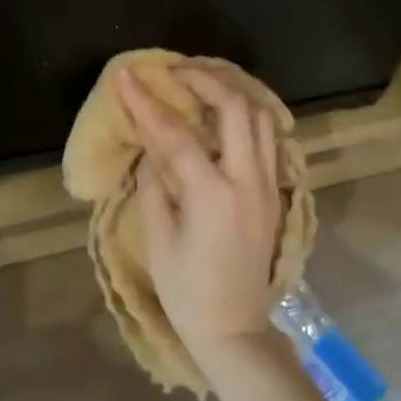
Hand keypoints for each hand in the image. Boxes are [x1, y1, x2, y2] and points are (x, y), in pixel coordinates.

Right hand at [117, 66, 282, 370]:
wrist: (236, 329)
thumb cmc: (187, 291)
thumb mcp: (158, 239)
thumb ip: (154, 184)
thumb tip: (150, 147)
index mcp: (213, 194)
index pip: (175, 134)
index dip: (146, 102)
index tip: (126, 76)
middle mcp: (247, 180)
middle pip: (236, 107)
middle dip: (206, 78)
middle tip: (176, 70)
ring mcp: (268, 184)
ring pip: (262, 116)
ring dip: (232, 91)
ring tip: (202, 82)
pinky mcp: (275, 192)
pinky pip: (268, 137)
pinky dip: (247, 114)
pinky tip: (225, 114)